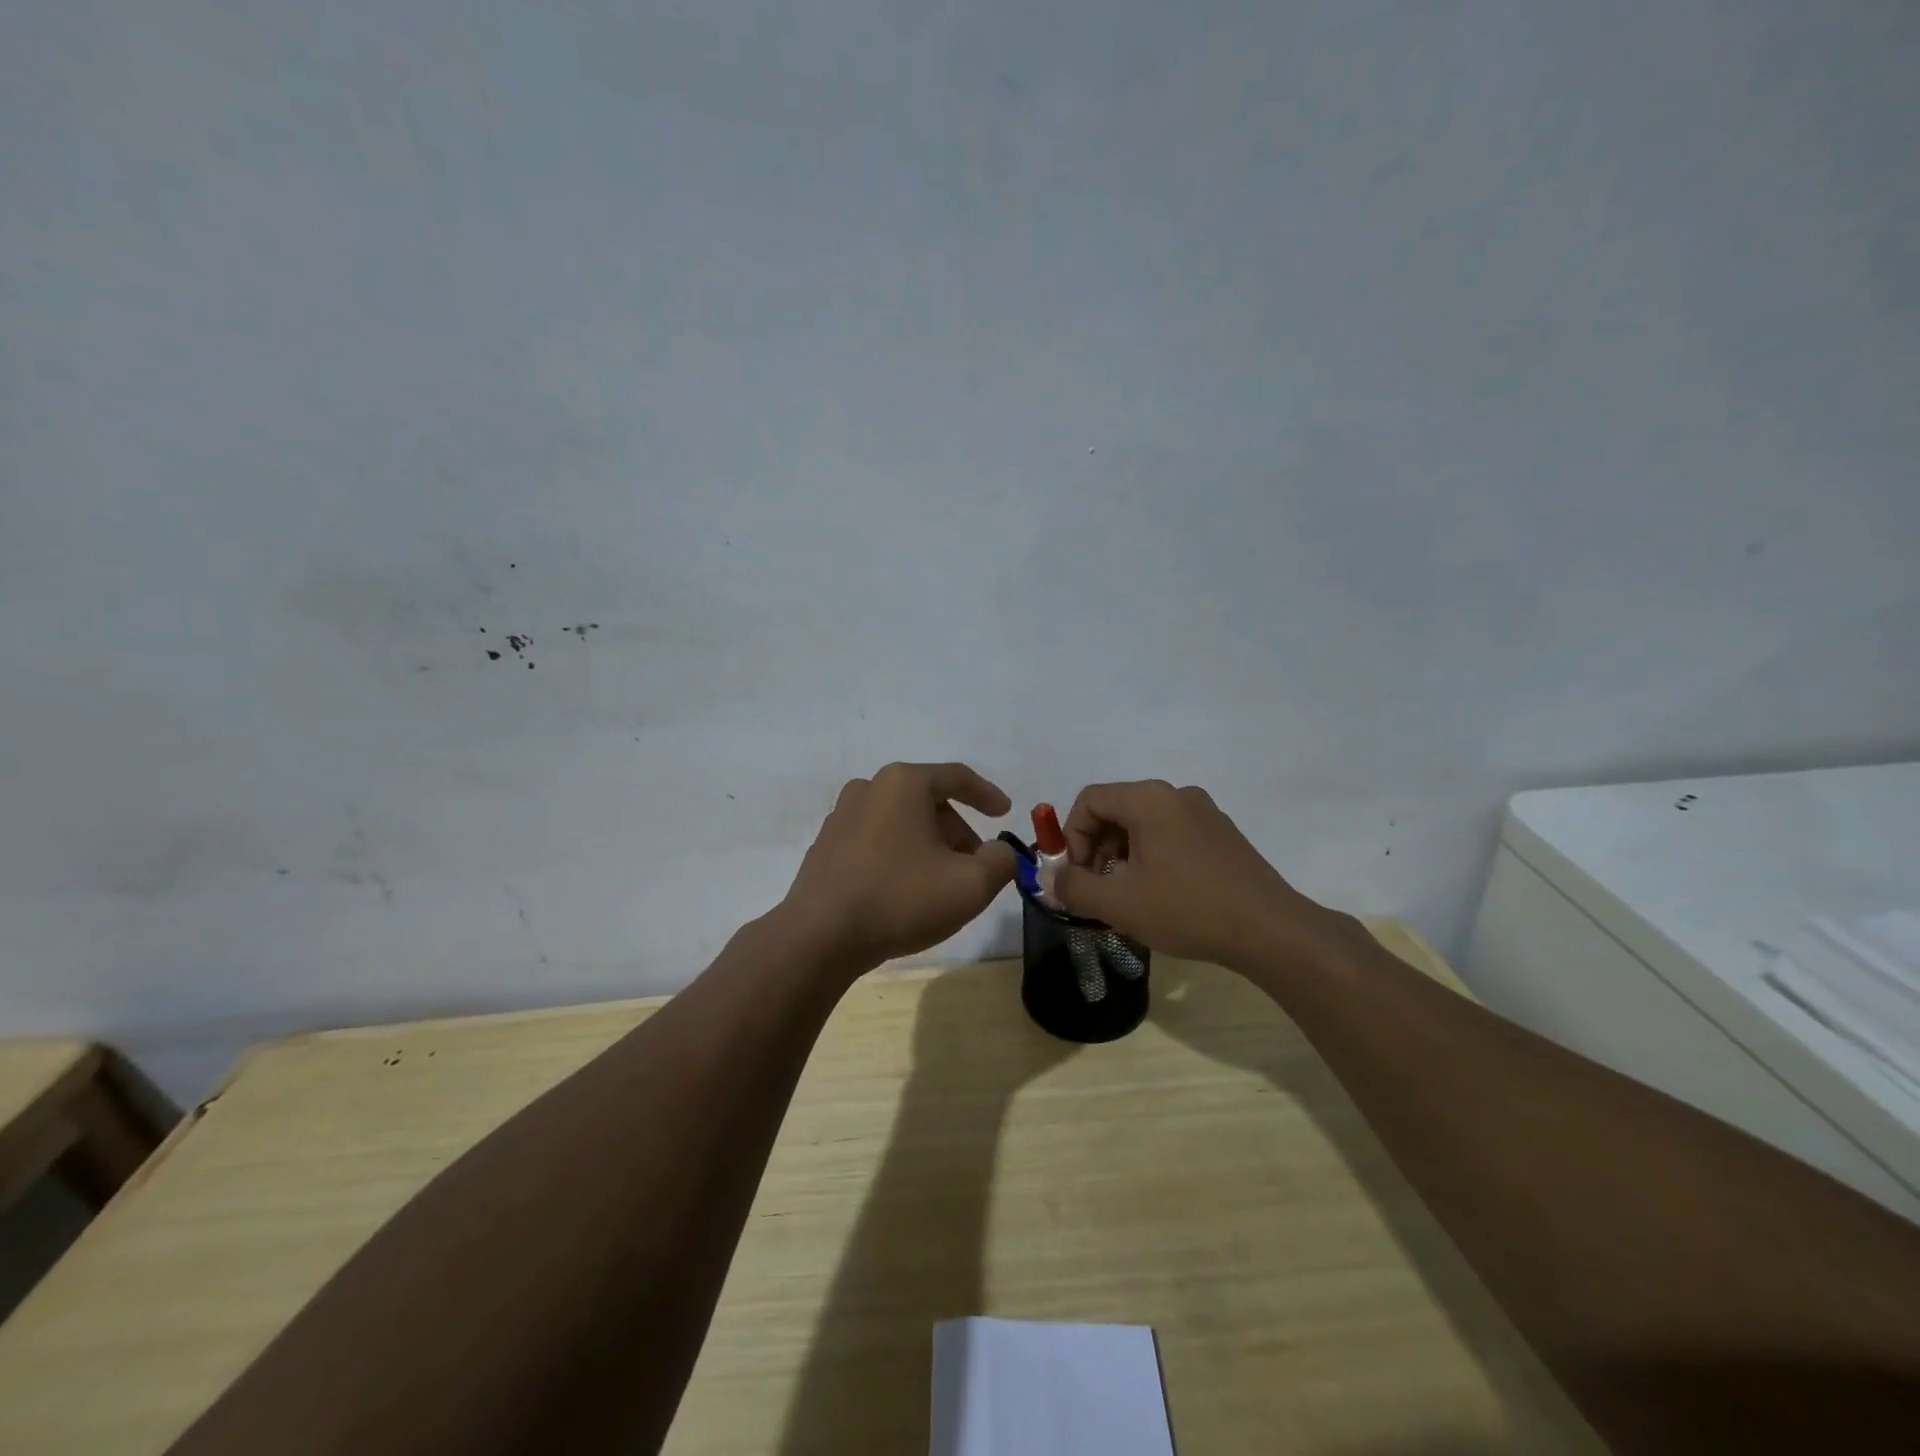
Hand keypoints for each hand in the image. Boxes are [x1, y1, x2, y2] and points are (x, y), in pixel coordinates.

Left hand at [780, 762, 1018, 973]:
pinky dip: (898, 855)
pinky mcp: (825, 846)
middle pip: (928, 801)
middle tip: (975, 864)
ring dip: (928, 845)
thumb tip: (999, 852)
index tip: (1005, 814)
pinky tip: (904, 891)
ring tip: (941, 883)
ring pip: (900, 821)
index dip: (987, 795)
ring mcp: (841, 816)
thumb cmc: (901, 899)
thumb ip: (1001, 861)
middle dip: (957, 830)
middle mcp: (869, 788)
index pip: (957, 777)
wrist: (820, 937)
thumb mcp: (971, 885)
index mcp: (903, 783)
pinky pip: (875, 840)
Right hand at [1052, 780, 1354, 968]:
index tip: (1075, 876)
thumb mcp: (1119, 903)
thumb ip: (1074, 887)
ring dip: (1122, 855)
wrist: (1270, 930)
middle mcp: (1176, 795)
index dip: (1070, 836)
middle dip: (1095, 848)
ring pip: (1143, 824)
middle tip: (1095, 889)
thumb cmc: (1187, 909)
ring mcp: (1204, 812)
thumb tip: (1052, 879)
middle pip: (1116, 809)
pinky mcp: (1222, 834)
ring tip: (1126, 897)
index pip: (1089, 800)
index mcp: (1149, 799)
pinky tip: (1160, 895)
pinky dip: (1151, 856)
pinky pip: (1171, 834)